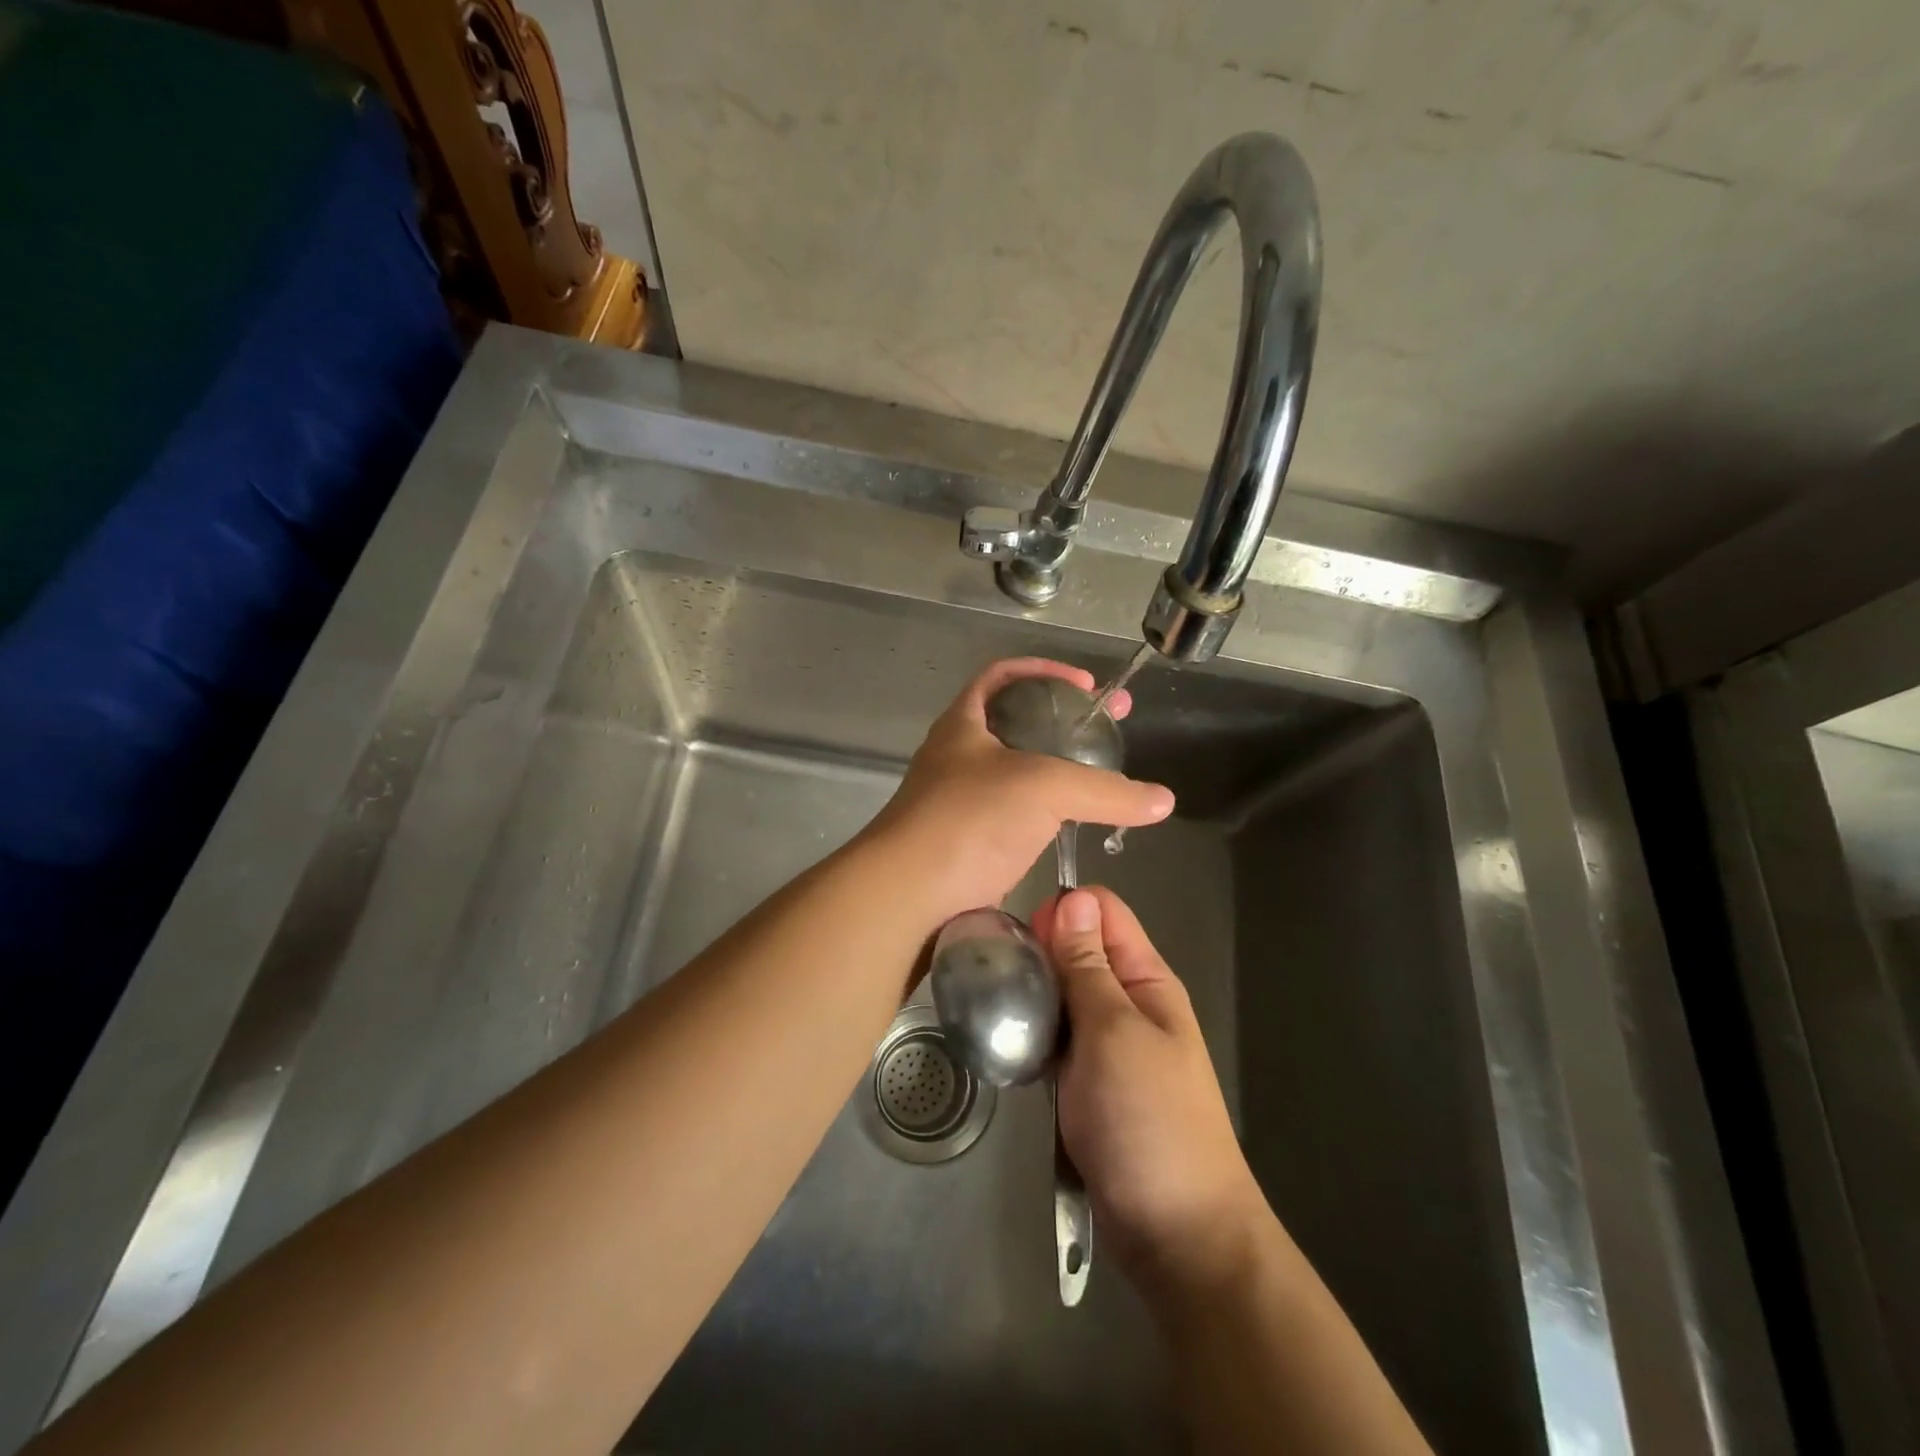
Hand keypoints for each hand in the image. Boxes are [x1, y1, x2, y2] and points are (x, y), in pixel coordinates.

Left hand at [858, 659, 1173, 923]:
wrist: (907, 896)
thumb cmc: (968, 821)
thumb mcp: (1044, 789)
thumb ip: (1105, 791)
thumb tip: (1163, 801)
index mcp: (963, 724)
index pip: (1001, 676)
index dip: (1044, 670)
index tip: (1086, 686)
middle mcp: (957, 757)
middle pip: (1014, 723)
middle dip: (1063, 722)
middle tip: (1110, 728)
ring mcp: (958, 803)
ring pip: (1015, 774)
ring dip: (1054, 771)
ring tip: (1099, 777)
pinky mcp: (966, 845)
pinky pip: (1011, 818)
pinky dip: (1042, 814)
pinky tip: (1071, 825)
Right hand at [1033, 885, 1271, 1299]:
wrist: (1177, 1234)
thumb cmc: (1149, 1120)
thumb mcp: (1113, 1032)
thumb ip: (1088, 966)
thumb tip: (1073, 898)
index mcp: (1146, 979)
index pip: (1103, 913)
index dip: (1063, 912)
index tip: (1024, 938)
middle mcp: (1127, 1002)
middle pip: (1076, 950)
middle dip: (1039, 953)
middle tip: (999, 976)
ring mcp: (1107, 1043)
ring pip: (1061, 994)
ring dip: (1032, 996)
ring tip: (994, 1007)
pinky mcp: (1087, 1080)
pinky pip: (1055, 1038)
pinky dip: (1034, 1035)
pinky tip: (1007, 1043)